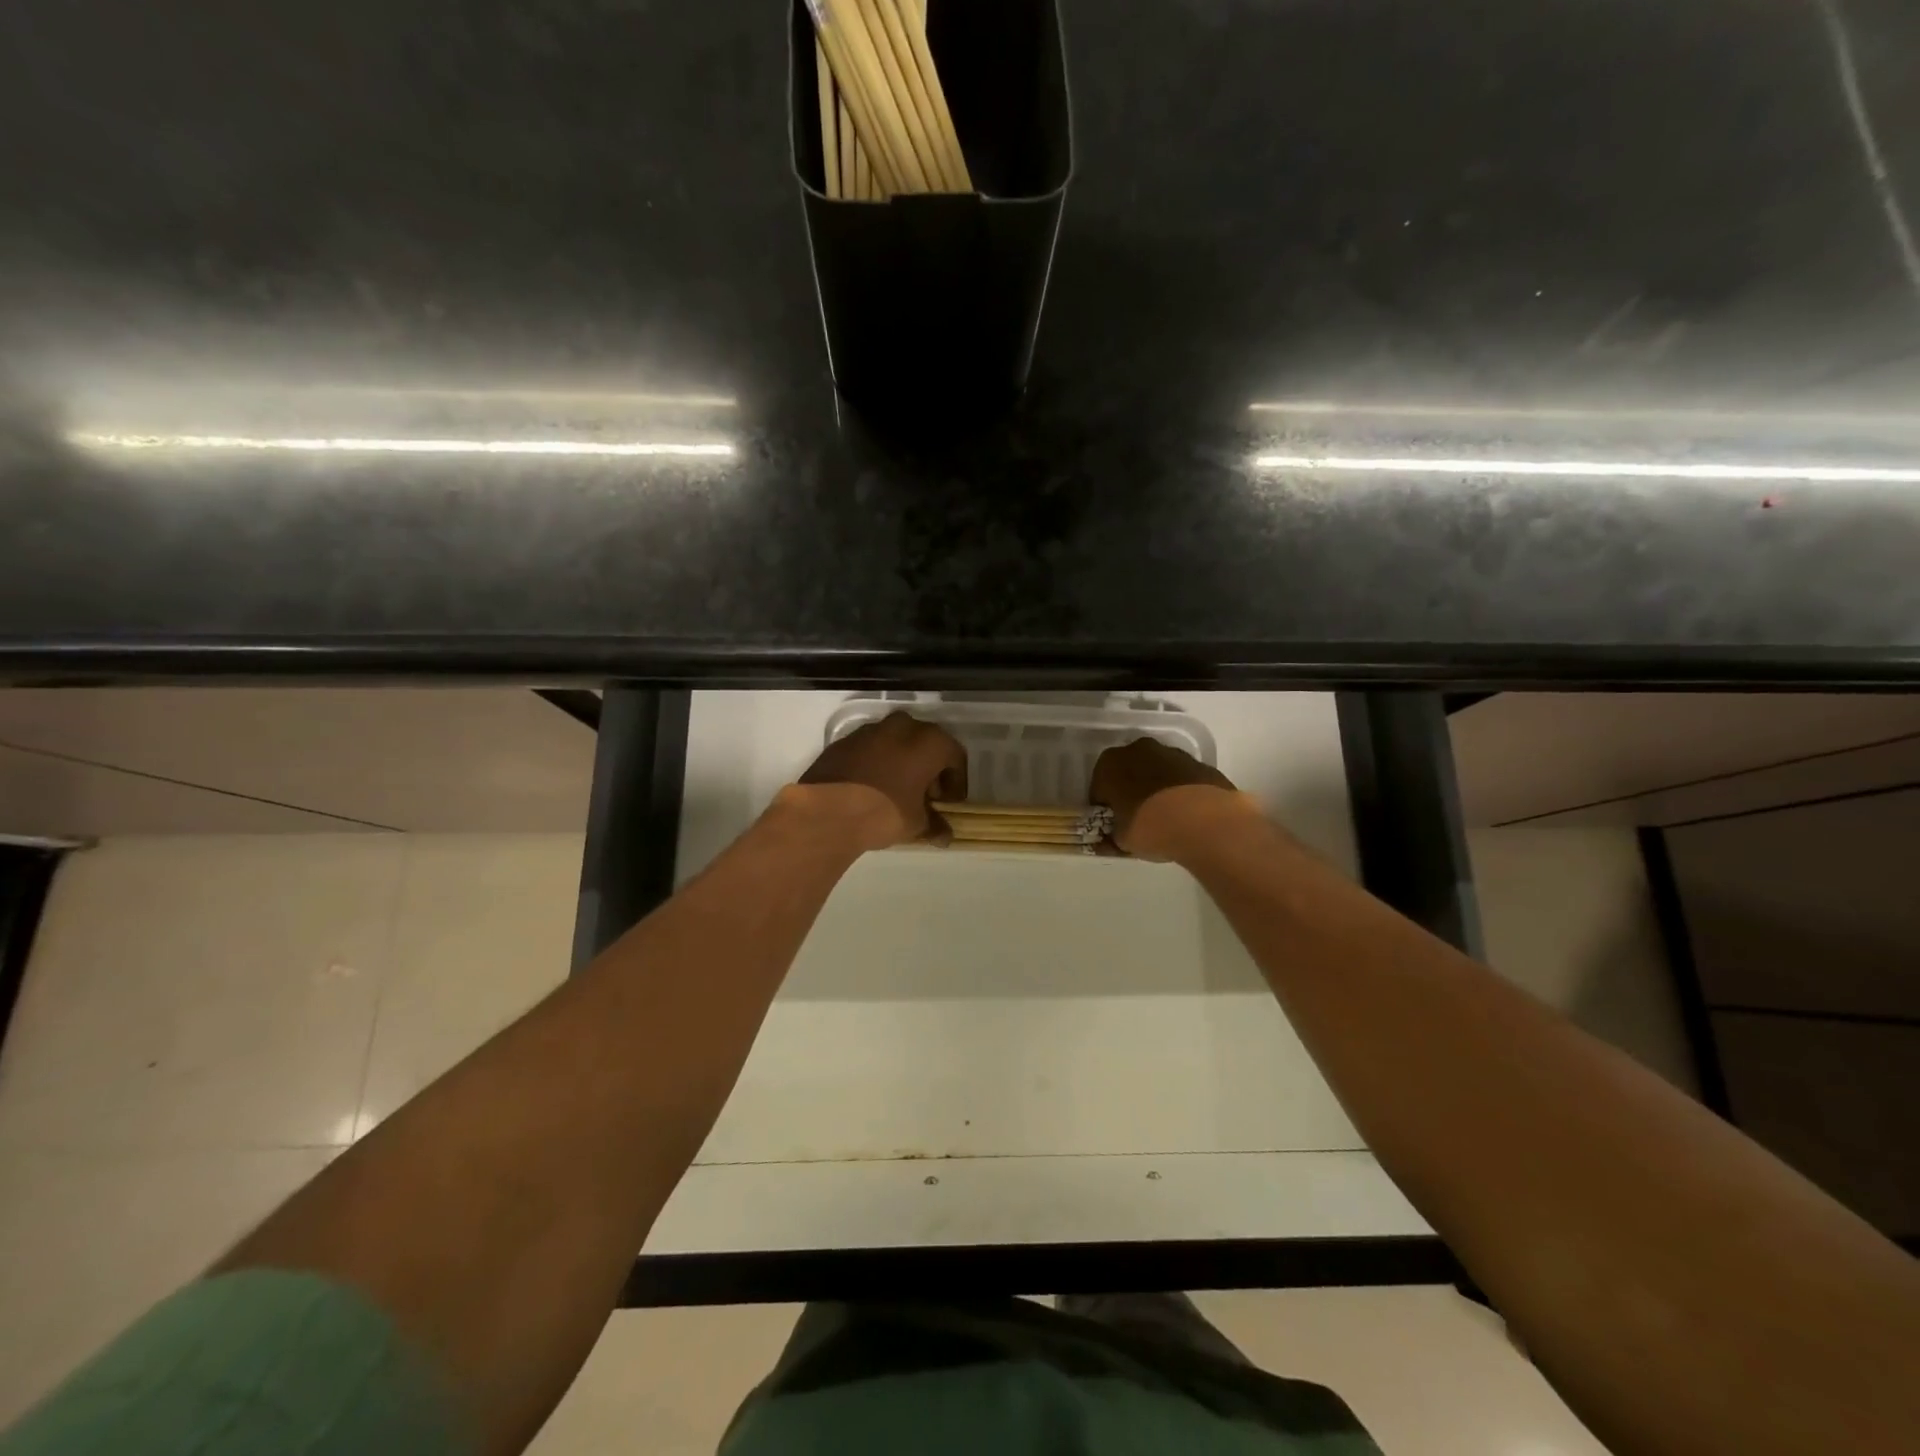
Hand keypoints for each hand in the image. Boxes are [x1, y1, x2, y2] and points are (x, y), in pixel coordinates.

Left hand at [797, 712, 968, 850]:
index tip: (949, 803)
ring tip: (897, 791)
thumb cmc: (884, 812)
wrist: (828, 810)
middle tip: (925, 795)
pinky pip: (871, 748)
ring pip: (896, 742)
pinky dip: (877, 763)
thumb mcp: (915, 824)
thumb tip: (945, 836)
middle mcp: (902, 727)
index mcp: (929, 742)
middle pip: (925, 743)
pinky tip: (871, 787)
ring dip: (902, 762)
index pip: (955, 756)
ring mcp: (870, 730)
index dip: (956, 781)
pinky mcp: (845, 741)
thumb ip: (934, 826)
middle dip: (929, 768)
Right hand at [1091, 737, 1245, 860]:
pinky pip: (1181, 778)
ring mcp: (1171, 754)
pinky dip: (1180, 791)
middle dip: (1130, 792)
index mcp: (1109, 764)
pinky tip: (1185, 814)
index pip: (1099, 788)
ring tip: (1164, 818)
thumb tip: (1110, 838)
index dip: (1105, 808)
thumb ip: (1112, 835)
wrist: (1204, 821)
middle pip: (1128, 772)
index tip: (1112, 825)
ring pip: (1156, 772)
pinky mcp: (1199, 763)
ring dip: (1156, 788)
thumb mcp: (1122, 840)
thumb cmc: (1150, 827)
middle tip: (1136, 819)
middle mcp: (1138, 750)